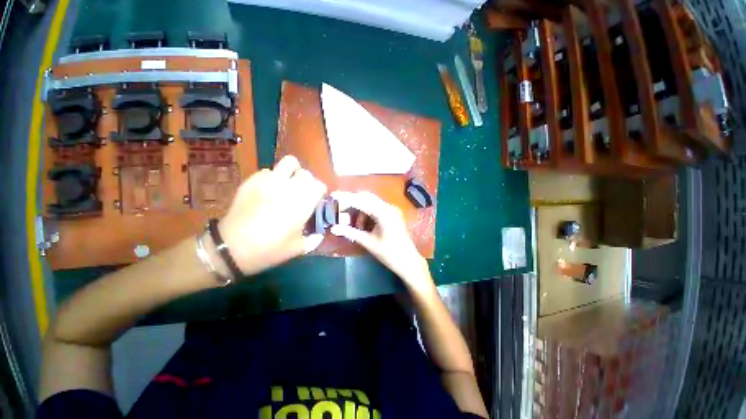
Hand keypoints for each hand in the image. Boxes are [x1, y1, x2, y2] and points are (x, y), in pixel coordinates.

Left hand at [218, 155, 326, 275]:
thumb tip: (319, 235)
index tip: (317, 199)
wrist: (231, 248)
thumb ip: (313, 240)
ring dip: (293, 172)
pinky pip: (267, 171)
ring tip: (288, 183)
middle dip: (308, 182)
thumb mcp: (297, 249)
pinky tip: (268, 190)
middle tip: (303, 192)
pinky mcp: (252, 181)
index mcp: (302, 204)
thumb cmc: (269, 249)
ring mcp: (268, 181)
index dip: (320, 192)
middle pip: (306, 173)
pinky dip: (272, 177)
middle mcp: (288, 188)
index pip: (319, 186)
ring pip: (288, 163)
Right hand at [330, 191, 431, 290]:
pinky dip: (366, 213)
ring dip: (359, 209)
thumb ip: (351, 233)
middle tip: (339, 208)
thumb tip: (333, 228)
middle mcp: (388, 207)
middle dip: (352, 201)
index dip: (346, 198)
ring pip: (371, 202)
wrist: (408, 261)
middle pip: (366, 197)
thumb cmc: (390, 254)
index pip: (362, 200)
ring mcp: (391, 210)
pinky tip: (362, 226)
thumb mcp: (369, 243)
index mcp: (384, 212)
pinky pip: (375, 208)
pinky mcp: (391, 214)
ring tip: (353, 225)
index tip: (333, 196)